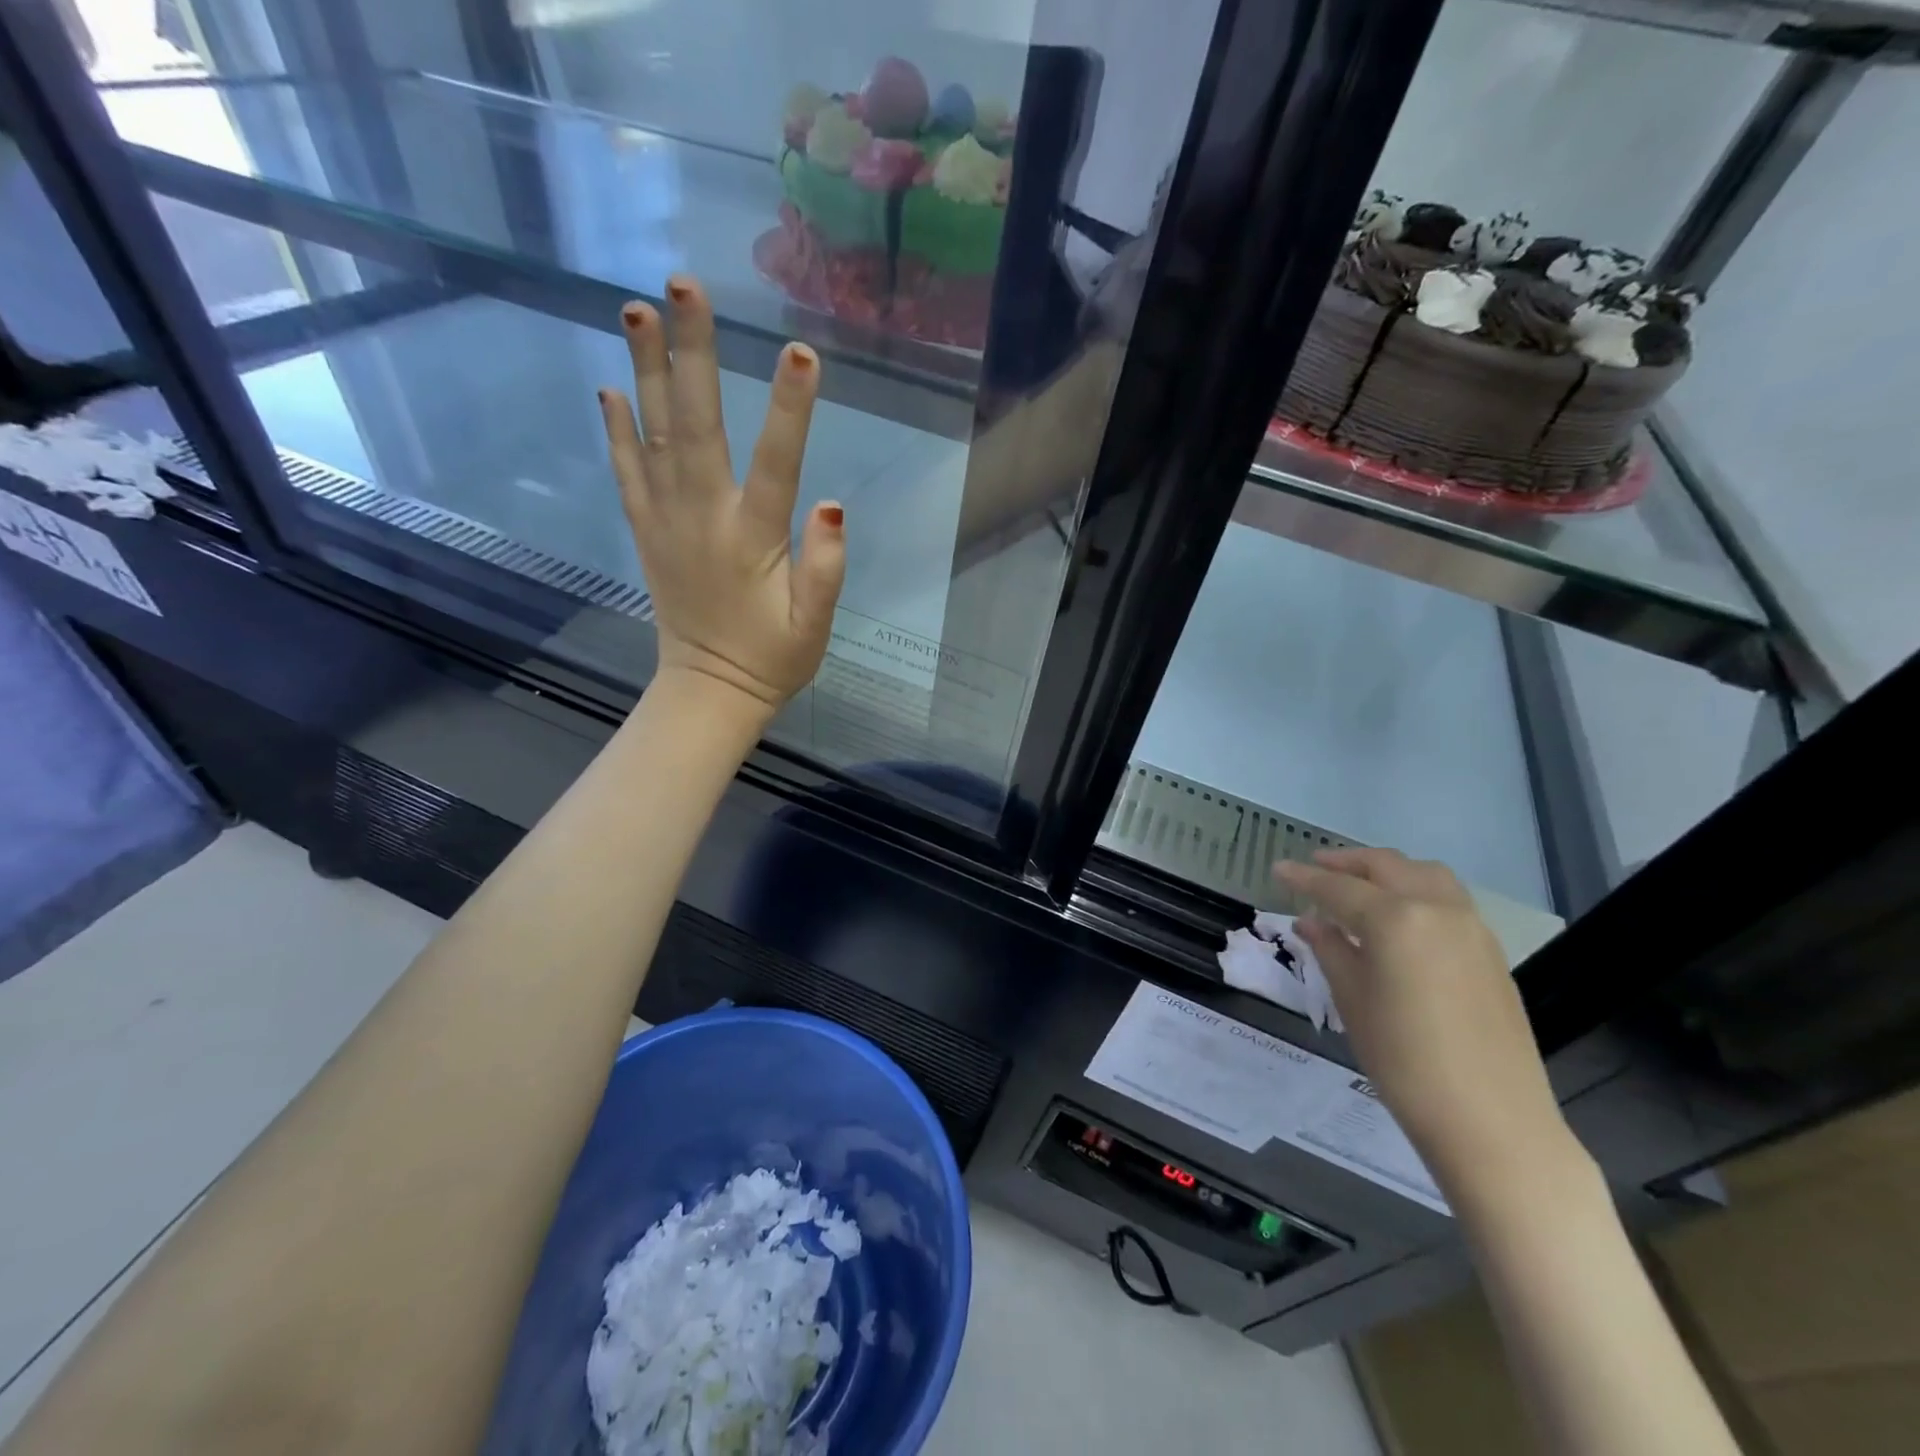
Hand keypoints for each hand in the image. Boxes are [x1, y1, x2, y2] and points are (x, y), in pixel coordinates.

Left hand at [600, 276, 845, 715]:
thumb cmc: (772, 659)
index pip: (775, 465)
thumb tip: (831, 506)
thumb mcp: (813, 628)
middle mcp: (703, 519)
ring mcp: (667, 523)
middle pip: (697, 427)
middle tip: (683, 286)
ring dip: (647, 371)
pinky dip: (617, 429)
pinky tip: (612, 386)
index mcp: (752, 542)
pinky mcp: (646, 532)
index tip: (801, 350)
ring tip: (634, 308)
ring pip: (654, 437)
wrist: (709, 691)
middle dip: (693, 355)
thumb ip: (825, 571)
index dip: (790, 409)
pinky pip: (627, 473)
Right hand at [1276, 848, 1577, 1199]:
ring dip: (1388, 870)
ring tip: (1360, 885)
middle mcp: (1437, 909)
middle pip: (1387, 866)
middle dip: (1348, 862)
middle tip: (1315, 868)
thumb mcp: (1352, 1000)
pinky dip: (1416, 891)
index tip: (1278, 869)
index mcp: (1396, 919)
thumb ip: (1330, 950)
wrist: (1491, 1120)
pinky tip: (1399, 919)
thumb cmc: (1404, 1060)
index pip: (1338, 888)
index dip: (1304, 878)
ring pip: (1425, 874)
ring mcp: (1471, 928)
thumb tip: (1311, 923)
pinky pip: (1448, 900)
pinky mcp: (1491, 952)